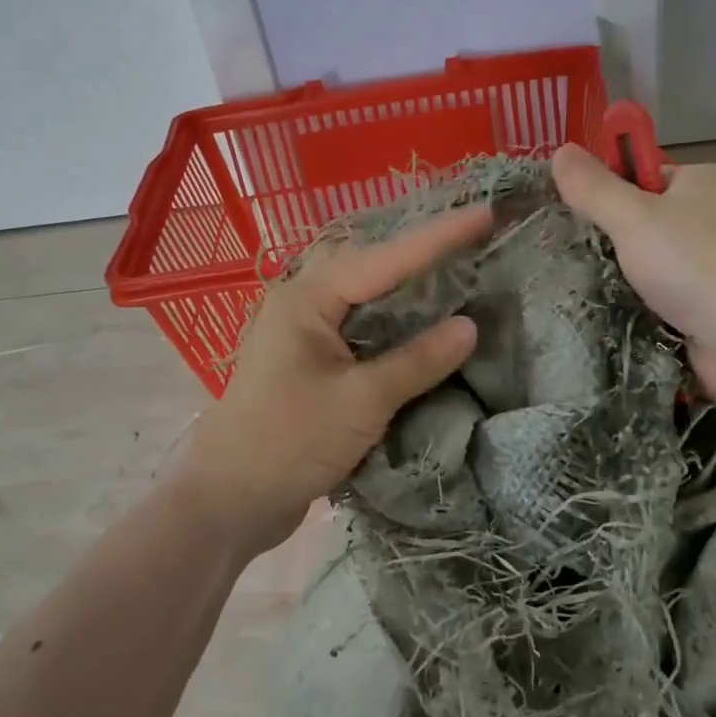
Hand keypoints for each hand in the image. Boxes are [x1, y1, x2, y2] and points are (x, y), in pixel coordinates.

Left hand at [169, 205, 491, 559]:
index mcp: (307, 299)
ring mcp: (305, 336)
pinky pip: (362, 333)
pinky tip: (427, 327)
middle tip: (476, 236)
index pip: (385, 259)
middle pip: (373, 269)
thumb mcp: (361, 401)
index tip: (485, 213)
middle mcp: (303, 306)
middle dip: (424, 254)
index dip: (439, 237)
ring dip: (411, 291)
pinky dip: (396, 328)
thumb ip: (417, 361)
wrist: (230, 503)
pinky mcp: (311, 366)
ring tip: (462, 270)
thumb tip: (469, 326)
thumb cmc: (289, 443)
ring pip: (368, 301)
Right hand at [550, 142, 715, 413]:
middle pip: (635, 222)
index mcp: (697, 184)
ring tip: (561, 286)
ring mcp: (701, 269)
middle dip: (599, 240)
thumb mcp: (635, 217)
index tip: (560, 209)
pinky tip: (589, 314)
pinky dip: (624, 308)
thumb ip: (594, 188)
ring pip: (638, 266)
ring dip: (607, 279)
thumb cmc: (695, 266)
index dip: (601, 188)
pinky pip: (647, 301)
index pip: (637, 175)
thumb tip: (559, 151)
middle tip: (553, 253)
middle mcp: (702, 221)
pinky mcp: (696, 310)